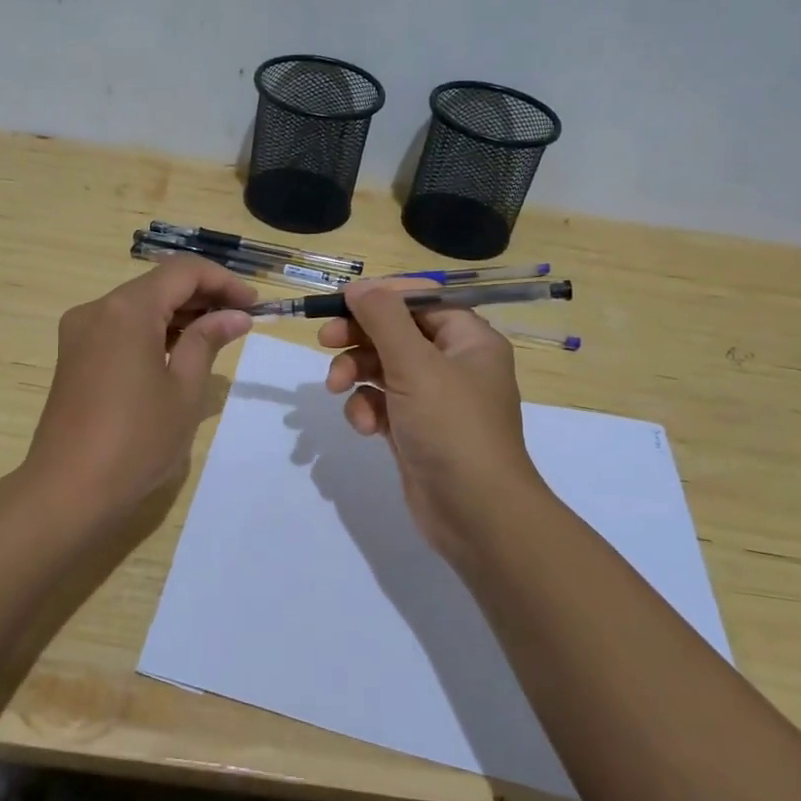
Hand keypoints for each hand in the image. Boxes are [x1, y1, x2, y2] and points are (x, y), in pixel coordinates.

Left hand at [24, 257, 255, 523]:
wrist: (68, 491)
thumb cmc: (137, 440)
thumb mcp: (184, 389)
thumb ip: (208, 341)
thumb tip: (235, 316)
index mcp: (127, 309)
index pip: (183, 271)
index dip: (223, 281)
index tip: (254, 306)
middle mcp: (98, 309)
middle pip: (158, 284)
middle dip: (203, 296)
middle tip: (241, 321)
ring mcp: (80, 332)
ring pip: (139, 305)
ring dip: (179, 314)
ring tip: (217, 337)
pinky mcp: (74, 355)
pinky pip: (121, 327)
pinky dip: (153, 331)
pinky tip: (179, 352)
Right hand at [319, 279, 544, 559]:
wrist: (476, 514)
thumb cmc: (452, 427)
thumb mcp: (415, 364)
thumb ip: (383, 318)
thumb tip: (359, 286)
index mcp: (469, 340)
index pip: (421, 301)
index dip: (381, 297)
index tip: (342, 302)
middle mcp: (454, 364)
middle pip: (397, 333)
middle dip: (360, 337)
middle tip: (325, 341)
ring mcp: (434, 400)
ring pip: (384, 369)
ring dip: (357, 374)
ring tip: (337, 388)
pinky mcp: (415, 430)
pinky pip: (383, 404)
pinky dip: (368, 409)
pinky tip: (364, 426)